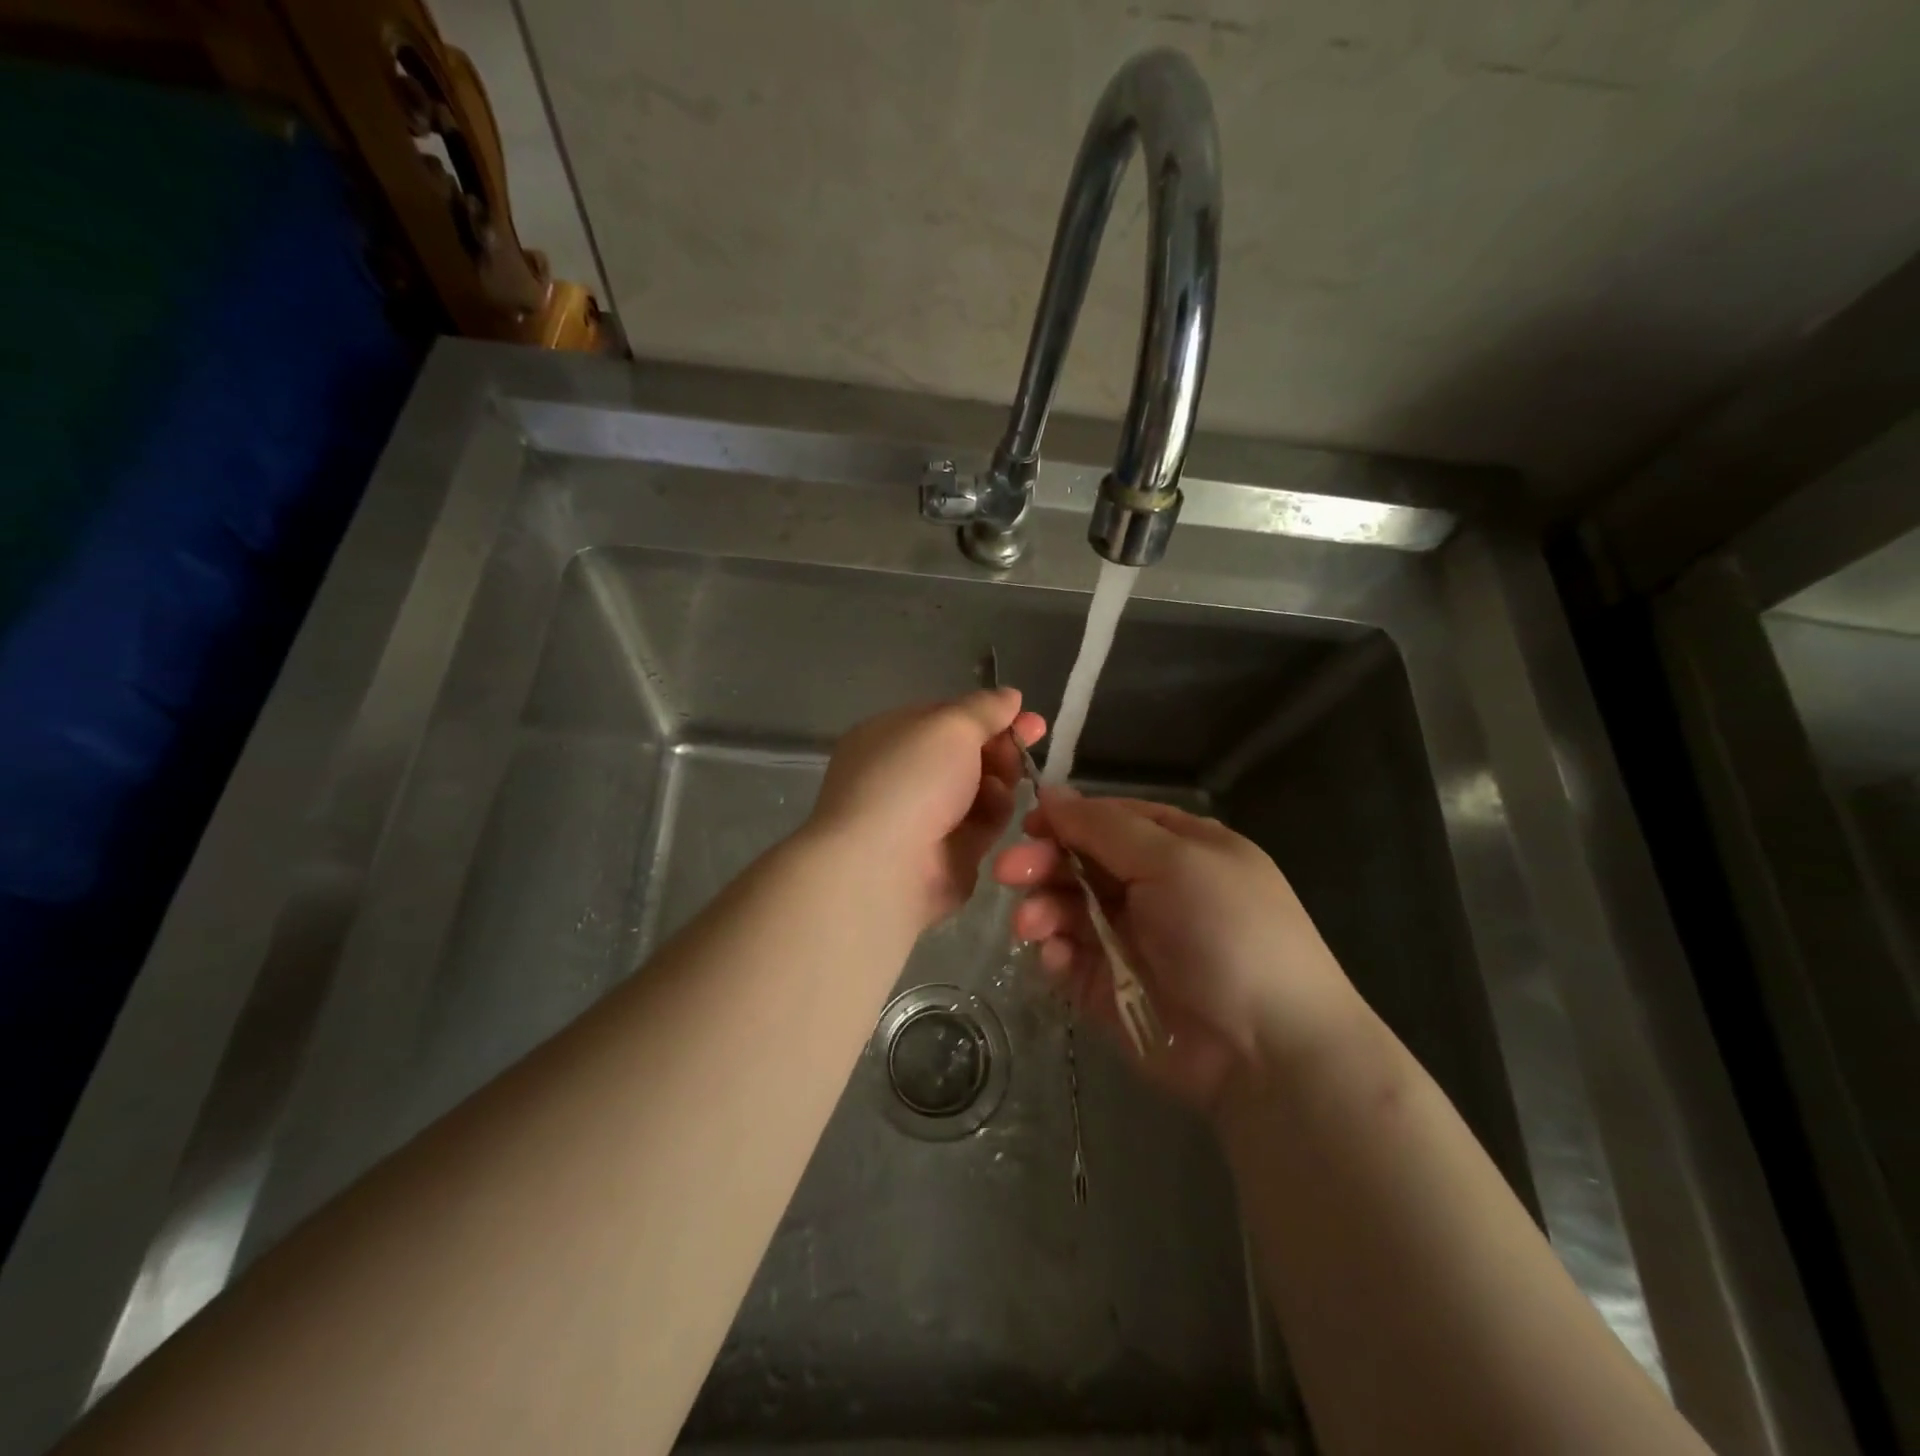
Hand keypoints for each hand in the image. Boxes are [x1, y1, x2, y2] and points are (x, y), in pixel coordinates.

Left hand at [809, 688, 1046, 929]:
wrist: (884, 867)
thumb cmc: (911, 780)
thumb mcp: (951, 727)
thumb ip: (984, 708)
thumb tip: (1010, 696)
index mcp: (890, 737)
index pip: (946, 717)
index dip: (988, 714)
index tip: (1027, 717)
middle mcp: (904, 774)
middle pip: (966, 753)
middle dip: (1000, 747)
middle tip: (1028, 744)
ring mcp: (924, 817)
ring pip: (978, 789)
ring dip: (999, 779)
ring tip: (1005, 781)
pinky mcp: (947, 854)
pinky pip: (980, 825)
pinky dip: (993, 814)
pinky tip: (997, 810)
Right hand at [994, 790, 1362, 1115]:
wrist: (1266, 1049)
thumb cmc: (1226, 930)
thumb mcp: (1175, 860)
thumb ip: (1105, 827)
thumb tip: (1052, 792)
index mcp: (1178, 848)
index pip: (1110, 820)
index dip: (1068, 819)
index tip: (1028, 825)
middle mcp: (1151, 888)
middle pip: (1080, 862)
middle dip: (1042, 863)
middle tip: (1007, 873)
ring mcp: (1129, 939)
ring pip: (1067, 909)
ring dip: (1042, 908)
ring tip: (1031, 925)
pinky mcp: (1109, 986)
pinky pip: (1068, 958)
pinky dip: (1054, 953)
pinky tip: (1053, 957)